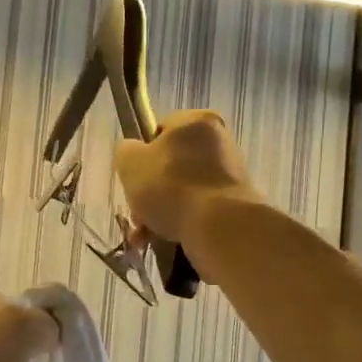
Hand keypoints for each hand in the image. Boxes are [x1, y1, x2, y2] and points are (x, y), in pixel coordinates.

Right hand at [114, 110, 259, 247]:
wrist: (218, 227)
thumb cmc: (170, 186)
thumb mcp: (130, 162)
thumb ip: (126, 151)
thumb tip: (133, 154)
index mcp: (197, 121)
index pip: (161, 129)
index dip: (142, 154)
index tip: (135, 176)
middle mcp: (219, 141)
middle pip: (171, 164)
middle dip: (150, 191)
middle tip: (137, 213)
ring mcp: (231, 173)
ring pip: (183, 190)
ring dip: (161, 211)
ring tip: (145, 235)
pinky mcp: (235, 203)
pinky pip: (199, 208)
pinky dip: (181, 222)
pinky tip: (165, 240)